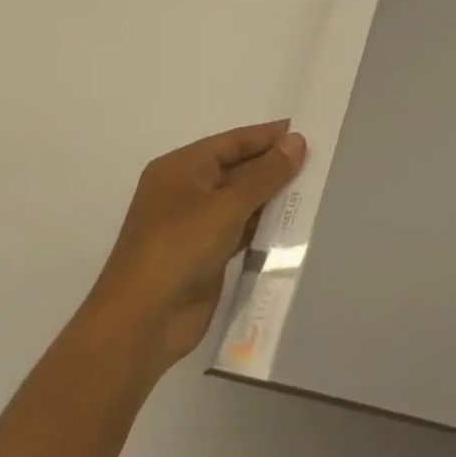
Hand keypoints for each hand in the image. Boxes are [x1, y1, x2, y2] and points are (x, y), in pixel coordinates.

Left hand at [85, 121, 306, 386]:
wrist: (140, 326)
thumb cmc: (178, 250)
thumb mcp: (226, 206)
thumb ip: (265, 174)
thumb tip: (297, 141)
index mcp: (181, 169)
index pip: (232, 142)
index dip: (267, 136)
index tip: (305, 130)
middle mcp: (185, 191)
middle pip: (237, 170)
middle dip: (272, 167)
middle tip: (315, 160)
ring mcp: (193, 226)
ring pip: (240, 201)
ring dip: (270, 198)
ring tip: (311, 188)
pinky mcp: (204, 256)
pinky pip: (239, 230)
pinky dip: (261, 226)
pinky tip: (290, 224)